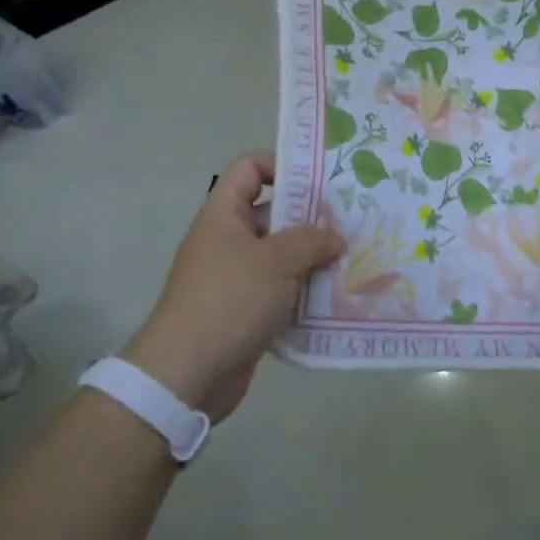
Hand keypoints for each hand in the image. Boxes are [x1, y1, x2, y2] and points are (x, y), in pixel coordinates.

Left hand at [121, 152, 342, 421]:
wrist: (186, 375)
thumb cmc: (228, 300)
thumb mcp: (276, 261)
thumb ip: (311, 240)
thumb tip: (336, 237)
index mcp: (224, 215)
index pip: (249, 168)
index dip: (281, 164)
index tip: (320, 178)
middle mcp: (228, 239)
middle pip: (274, 212)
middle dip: (312, 216)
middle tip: (352, 220)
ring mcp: (237, 276)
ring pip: (282, 254)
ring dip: (314, 257)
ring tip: (353, 257)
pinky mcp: (247, 310)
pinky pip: (282, 289)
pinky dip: (305, 290)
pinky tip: (337, 294)